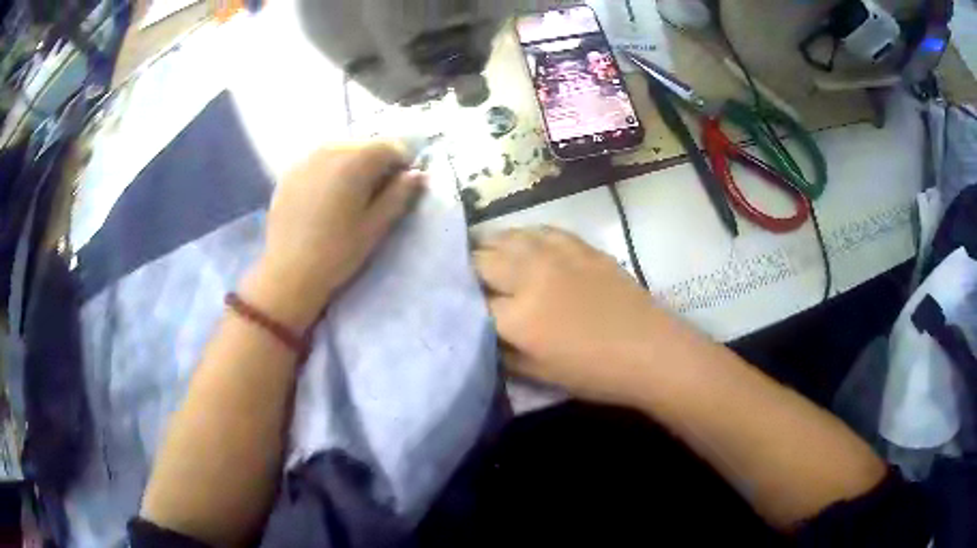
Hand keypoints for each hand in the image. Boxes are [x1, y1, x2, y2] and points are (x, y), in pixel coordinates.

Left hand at [244, 142, 424, 330]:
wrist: (288, 272)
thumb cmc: (338, 252)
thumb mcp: (375, 226)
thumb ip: (399, 194)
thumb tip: (417, 174)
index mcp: (355, 161)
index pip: (390, 146)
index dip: (403, 162)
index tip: (403, 184)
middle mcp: (330, 150)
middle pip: (364, 145)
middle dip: (376, 162)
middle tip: (377, 191)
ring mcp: (306, 159)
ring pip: (340, 150)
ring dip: (352, 164)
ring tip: (351, 194)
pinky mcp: (290, 172)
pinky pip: (319, 160)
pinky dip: (330, 170)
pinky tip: (326, 196)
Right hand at [474, 228, 676, 405]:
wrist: (649, 351)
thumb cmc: (594, 373)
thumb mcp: (538, 375)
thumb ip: (502, 352)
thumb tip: (483, 331)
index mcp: (518, 318)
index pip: (471, 301)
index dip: (459, 302)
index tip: (454, 303)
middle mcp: (531, 277)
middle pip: (483, 259)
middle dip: (469, 268)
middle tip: (467, 278)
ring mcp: (557, 256)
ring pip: (509, 236)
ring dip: (492, 246)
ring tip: (488, 254)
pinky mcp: (580, 247)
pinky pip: (542, 230)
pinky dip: (526, 236)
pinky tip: (526, 245)